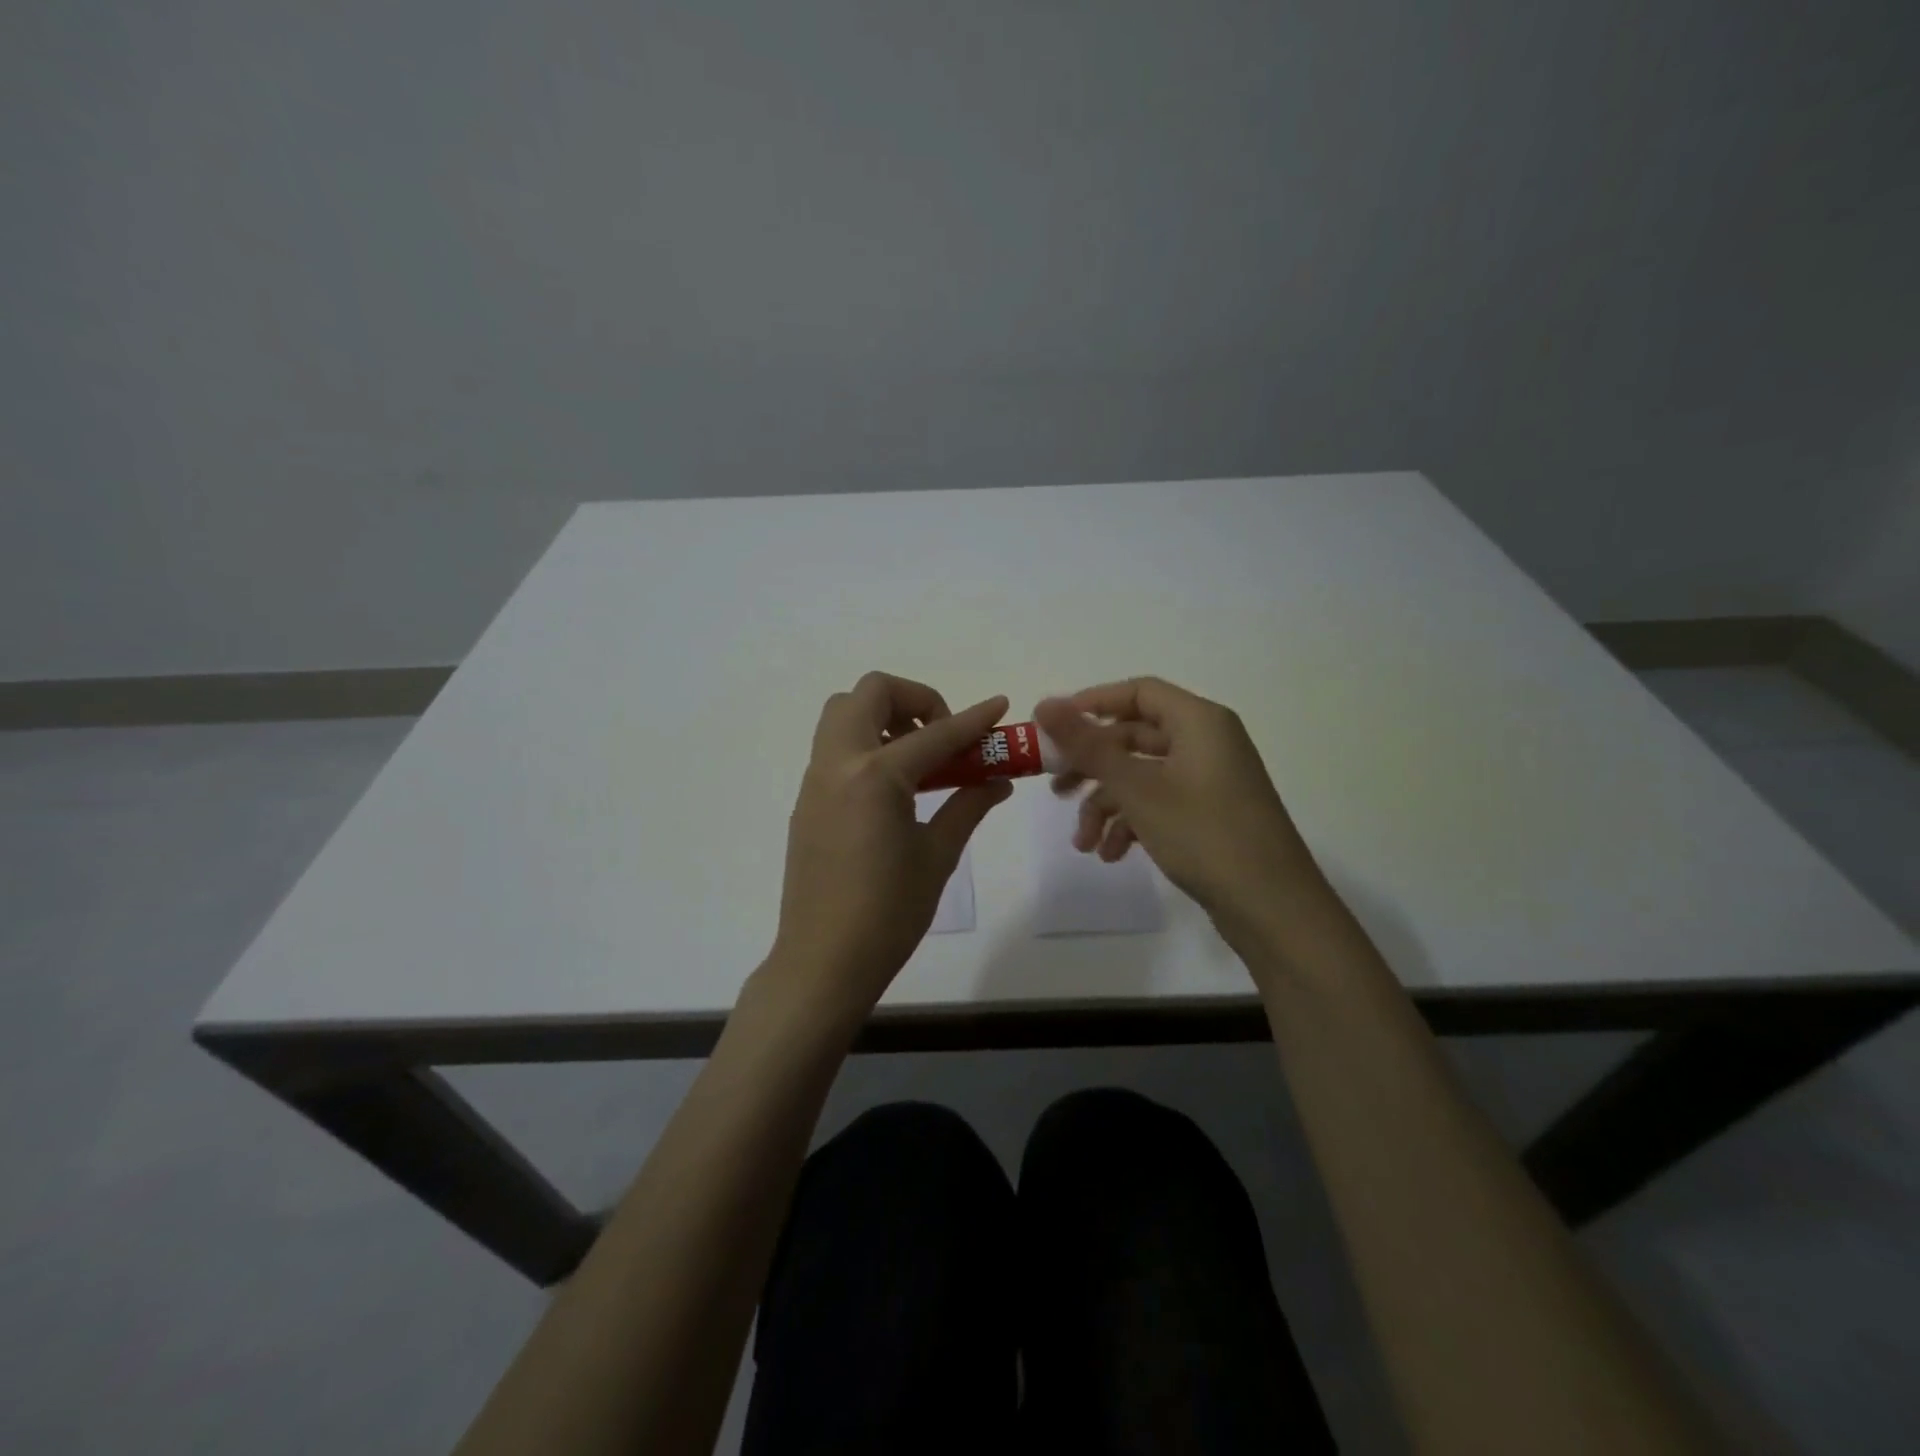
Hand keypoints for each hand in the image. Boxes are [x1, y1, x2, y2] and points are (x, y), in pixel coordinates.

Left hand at [767, 672, 1012, 1023]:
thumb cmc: (888, 914)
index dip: (972, 719)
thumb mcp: (937, 856)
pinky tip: (894, 789)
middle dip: (913, 699)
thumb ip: (967, 806)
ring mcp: (816, 780)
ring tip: (919, 760)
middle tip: (942, 737)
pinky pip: (835, 747)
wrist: (823, 961)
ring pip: (843, 714)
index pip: (934, 734)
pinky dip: (866, 745)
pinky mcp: (807, 800)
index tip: (998, 706)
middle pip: (870, 694)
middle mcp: (838, 763)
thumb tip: (997, 780)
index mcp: (874, 776)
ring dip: (883, 717)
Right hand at [1034, 678, 1328, 937]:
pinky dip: (1132, 823)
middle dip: (1092, 766)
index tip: (1053, 728)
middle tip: (1056, 789)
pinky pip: (1160, 803)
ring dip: (1107, 805)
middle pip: (1135, 737)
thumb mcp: (1137, 788)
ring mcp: (1210, 780)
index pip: (1138, 692)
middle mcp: (1207, 742)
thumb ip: (1088, 745)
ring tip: (1083, 843)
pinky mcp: (1210, 814)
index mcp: (1199, 721)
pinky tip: (1111, 854)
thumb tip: (1045, 703)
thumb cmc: (1203, 834)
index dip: (1092, 703)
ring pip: (1143, 776)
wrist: (1272, 907)